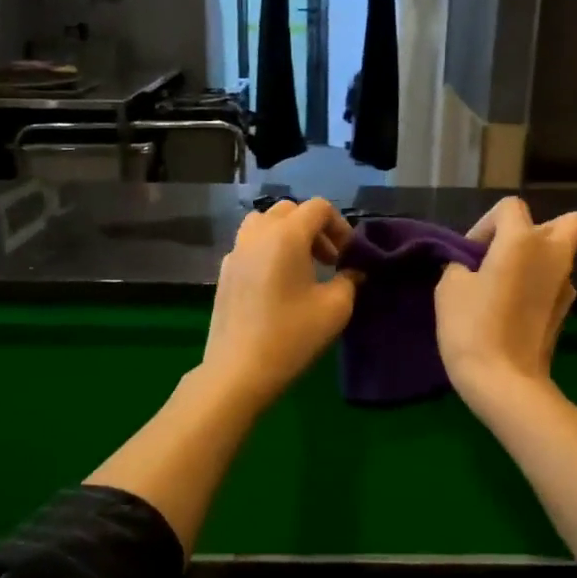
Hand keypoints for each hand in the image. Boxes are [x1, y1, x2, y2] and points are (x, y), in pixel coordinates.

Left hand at [198, 198, 358, 410]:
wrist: (238, 370)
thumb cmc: (292, 336)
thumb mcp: (335, 308)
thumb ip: (349, 280)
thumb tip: (353, 270)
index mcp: (286, 235)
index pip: (318, 207)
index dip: (339, 226)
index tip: (347, 255)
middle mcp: (257, 234)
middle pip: (289, 210)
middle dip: (313, 228)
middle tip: (328, 260)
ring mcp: (235, 252)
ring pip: (263, 224)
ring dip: (287, 235)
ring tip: (300, 267)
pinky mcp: (224, 273)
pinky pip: (249, 246)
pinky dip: (267, 251)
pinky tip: (276, 285)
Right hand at [436, 197, 576, 411]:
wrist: (504, 381)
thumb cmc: (472, 326)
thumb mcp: (449, 286)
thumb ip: (462, 263)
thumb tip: (472, 266)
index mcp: (523, 240)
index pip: (510, 207)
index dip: (486, 224)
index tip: (470, 255)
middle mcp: (554, 255)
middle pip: (567, 222)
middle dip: (538, 230)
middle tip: (507, 254)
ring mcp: (566, 286)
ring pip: (560, 256)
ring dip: (536, 262)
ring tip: (504, 288)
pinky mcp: (565, 312)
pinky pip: (554, 285)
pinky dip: (537, 289)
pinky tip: (513, 311)